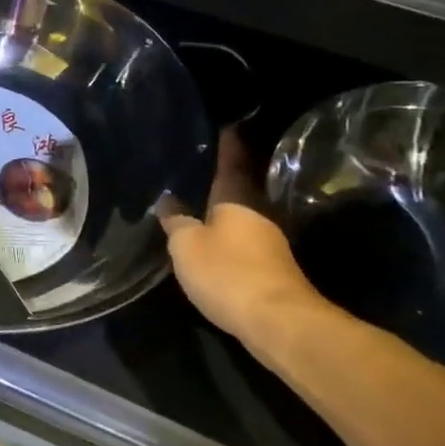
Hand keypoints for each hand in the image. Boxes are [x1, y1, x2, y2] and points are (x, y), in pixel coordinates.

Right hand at [160, 129, 323, 345]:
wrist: (277, 322)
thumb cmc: (227, 272)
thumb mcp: (187, 245)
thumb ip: (176, 221)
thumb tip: (167, 201)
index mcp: (236, 199)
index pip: (231, 162)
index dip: (228, 144)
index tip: (227, 123)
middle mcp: (256, 214)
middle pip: (239, 189)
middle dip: (223, 177)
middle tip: (202, 163)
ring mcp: (267, 242)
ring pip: (241, 216)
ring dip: (223, 209)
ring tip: (199, 201)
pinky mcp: (270, 268)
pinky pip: (243, 240)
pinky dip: (227, 235)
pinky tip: (212, 240)